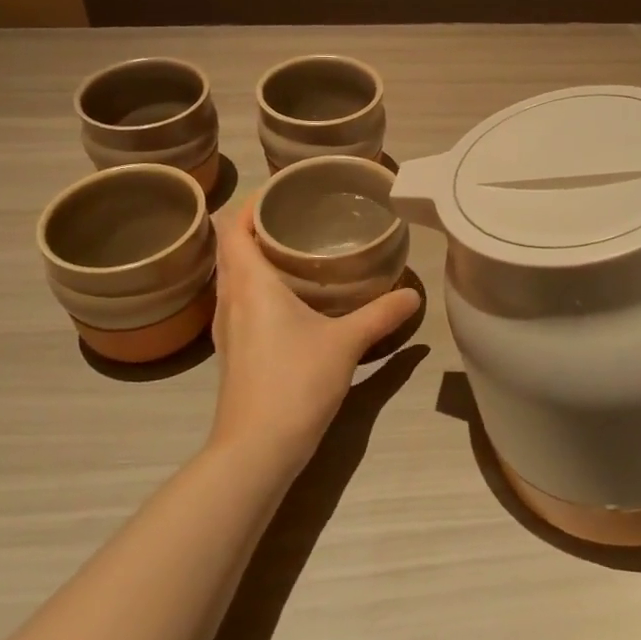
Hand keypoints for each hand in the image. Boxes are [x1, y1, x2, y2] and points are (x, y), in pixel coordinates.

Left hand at [208, 201, 420, 469]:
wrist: (256, 450)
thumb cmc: (295, 382)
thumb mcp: (346, 343)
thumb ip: (381, 315)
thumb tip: (414, 295)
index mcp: (250, 283)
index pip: (234, 227)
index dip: (251, 203)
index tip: (282, 190)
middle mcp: (230, 299)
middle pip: (231, 248)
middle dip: (256, 226)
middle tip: (297, 215)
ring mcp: (226, 328)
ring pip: (232, 276)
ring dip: (253, 257)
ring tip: (294, 249)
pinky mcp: (233, 352)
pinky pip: (238, 301)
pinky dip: (255, 286)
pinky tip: (287, 298)